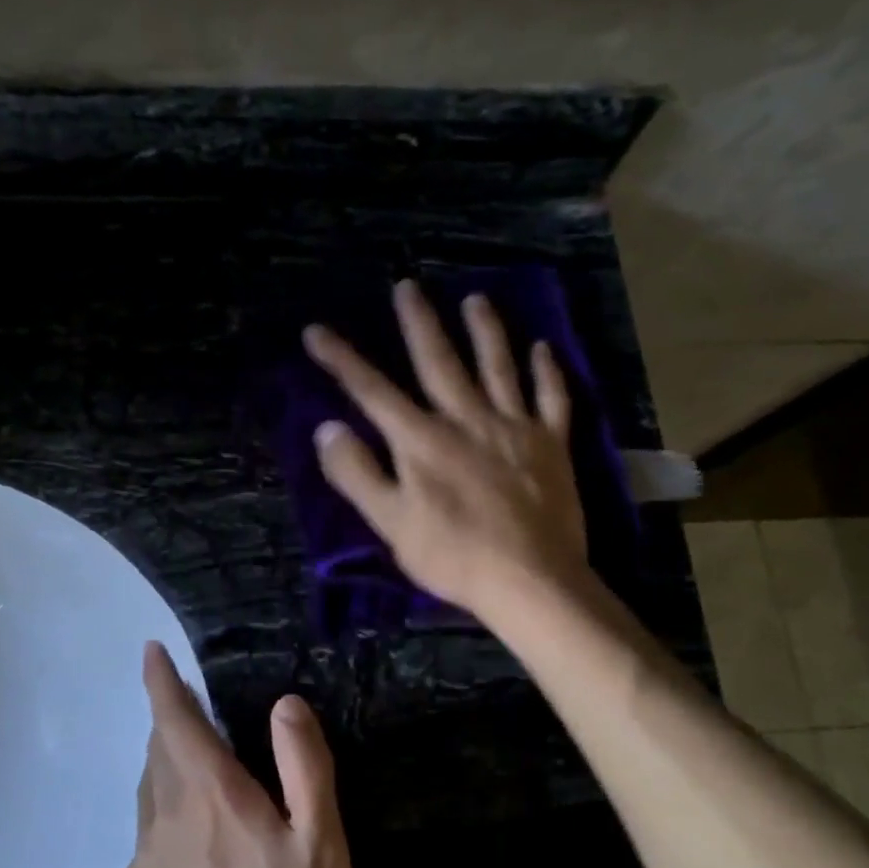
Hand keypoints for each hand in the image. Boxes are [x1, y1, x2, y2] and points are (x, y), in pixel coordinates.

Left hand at [119, 643, 349, 867]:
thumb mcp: (321, 845)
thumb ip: (304, 765)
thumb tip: (285, 704)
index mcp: (210, 795)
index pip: (174, 719)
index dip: (160, 681)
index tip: (150, 651)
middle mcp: (163, 819)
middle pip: (158, 755)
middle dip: (173, 729)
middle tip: (202, 729)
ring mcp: (140, 866)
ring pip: (149, 799)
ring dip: (170, 780)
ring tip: (204, 797)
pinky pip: (147, 849)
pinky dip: (167, 834)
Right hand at [302, 279, 589, 618]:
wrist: (531, 581)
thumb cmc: (453, 556)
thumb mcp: (390, 523)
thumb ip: (357, 473)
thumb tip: (327, 429)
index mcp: (422, 440)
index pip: (373, 391)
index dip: (342, 359)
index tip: (316, 331)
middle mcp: (466, 419)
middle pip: (438, 361)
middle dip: (418, 323)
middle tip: (408, 286)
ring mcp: (514, 427)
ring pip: (498, 366)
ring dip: (486, 330)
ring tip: (476, 299)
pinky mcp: (551, 444)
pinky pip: (551, 398)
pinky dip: (547, 371)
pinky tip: (544, 348)